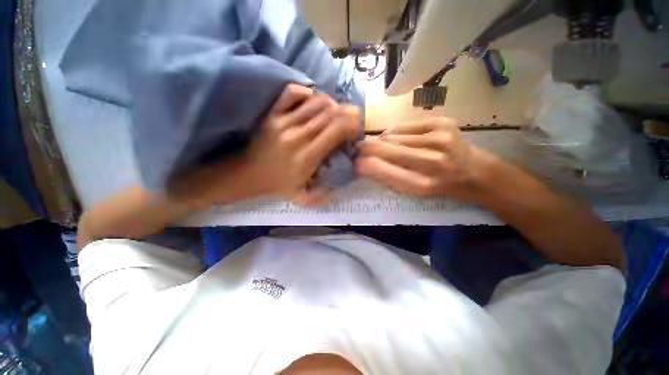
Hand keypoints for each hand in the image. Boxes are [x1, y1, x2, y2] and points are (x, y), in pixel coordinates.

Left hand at [243, 84, 359, 200]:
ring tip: (334, 112)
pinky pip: (292, 93)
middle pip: (331, 112)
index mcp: (308, 156)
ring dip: (332, 104)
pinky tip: (312, 100)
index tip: (356, 130)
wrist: (249, 174)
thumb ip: (325, 191)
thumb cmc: (279, 185)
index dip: (353, 125)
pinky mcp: (273, 114)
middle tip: (351, 119)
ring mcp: (283, 122)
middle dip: (347, 112)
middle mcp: (298, 135)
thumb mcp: (304, 195)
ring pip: (316, 101)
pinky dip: (307, 92)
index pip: (337, 130)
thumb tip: (343, 177)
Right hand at [355, 118, 491, 201]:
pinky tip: (394, 138)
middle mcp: (432, 163)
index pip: (384, 171)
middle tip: (358, 148)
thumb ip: (389, 178)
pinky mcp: (443, 123)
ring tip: (378, 145)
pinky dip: (394, 133)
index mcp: (423, 185)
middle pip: (387, 149)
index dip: (365, 164)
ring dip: (381, 141)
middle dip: (367, 148)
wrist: (475, 172)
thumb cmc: (441, 187)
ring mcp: (440, 139)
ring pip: (393, 136)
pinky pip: (405, 127)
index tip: (354, 161)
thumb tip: (365, 163)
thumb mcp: (415, 192)